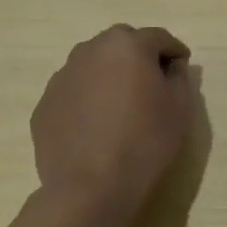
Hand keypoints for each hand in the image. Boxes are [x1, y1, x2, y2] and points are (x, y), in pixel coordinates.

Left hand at [29, 24, 193, 215]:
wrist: (90, 188)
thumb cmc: (145, 140)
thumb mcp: (180, 106)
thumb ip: (179, 76)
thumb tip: (172, 66)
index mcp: (127, 45)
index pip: (158, 38)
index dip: (174, 52)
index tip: (182, 68)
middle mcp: (90, 51)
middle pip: (121, 44)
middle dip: (138, 56)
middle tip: (151, 83)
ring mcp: (62, 77)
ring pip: (93, 65)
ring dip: (110, 74)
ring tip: (121, 105)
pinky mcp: (44, 105)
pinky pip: (74, 91)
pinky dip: (87, 98)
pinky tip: (97, 125)